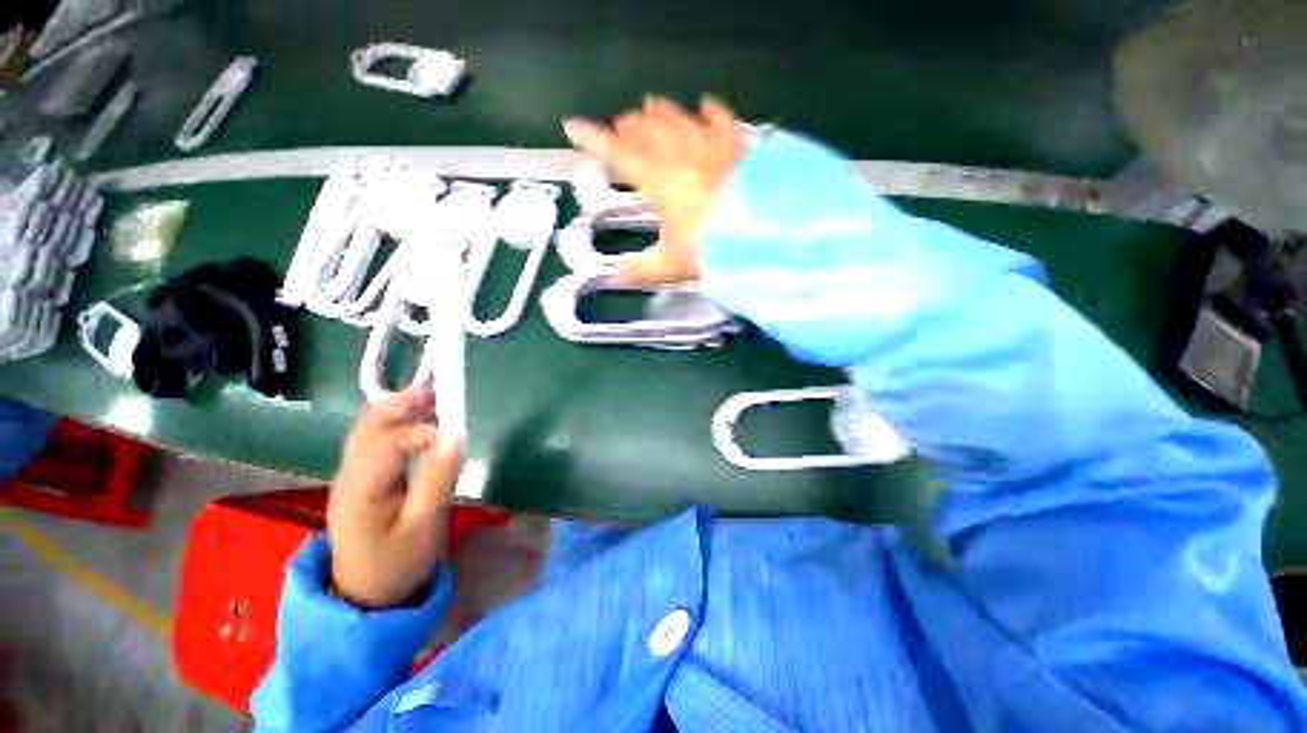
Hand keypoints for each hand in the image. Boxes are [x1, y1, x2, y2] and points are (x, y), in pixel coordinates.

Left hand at [327, 389, 462, 608]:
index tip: (455, 434)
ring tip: (429, 398)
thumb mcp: (425, 525)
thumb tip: (456, 436)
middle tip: (436, 391)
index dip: (422, 431)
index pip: (388, 444)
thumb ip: (439, 478)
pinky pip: (372, 442)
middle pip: (367, 428)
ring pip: (366, 431)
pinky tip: (414, 423)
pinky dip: (394, 424)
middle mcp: (347, 476)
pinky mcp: (358, 480)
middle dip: (400, 405)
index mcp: (361, 490)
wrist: (366, 594)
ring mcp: (348, 477)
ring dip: (396, 410)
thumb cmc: (398, 562)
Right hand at [563, 95, 742, 286]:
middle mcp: (683, 156)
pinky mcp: (739, 148)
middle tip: (620, 124)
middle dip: (630, 126)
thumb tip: (618, 273)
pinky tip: (706, 104)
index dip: (594, 140)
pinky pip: (721, 121)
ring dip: (662, 115)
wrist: (768, 237)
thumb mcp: (673, 265)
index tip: (573, 126)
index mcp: (661, 182)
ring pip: (680, 121)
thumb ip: (643, 269)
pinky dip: (711, 112)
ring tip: (651, 107)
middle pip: (649, 131)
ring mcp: (713, 147)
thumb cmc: (714, 251)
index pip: (619, 155)